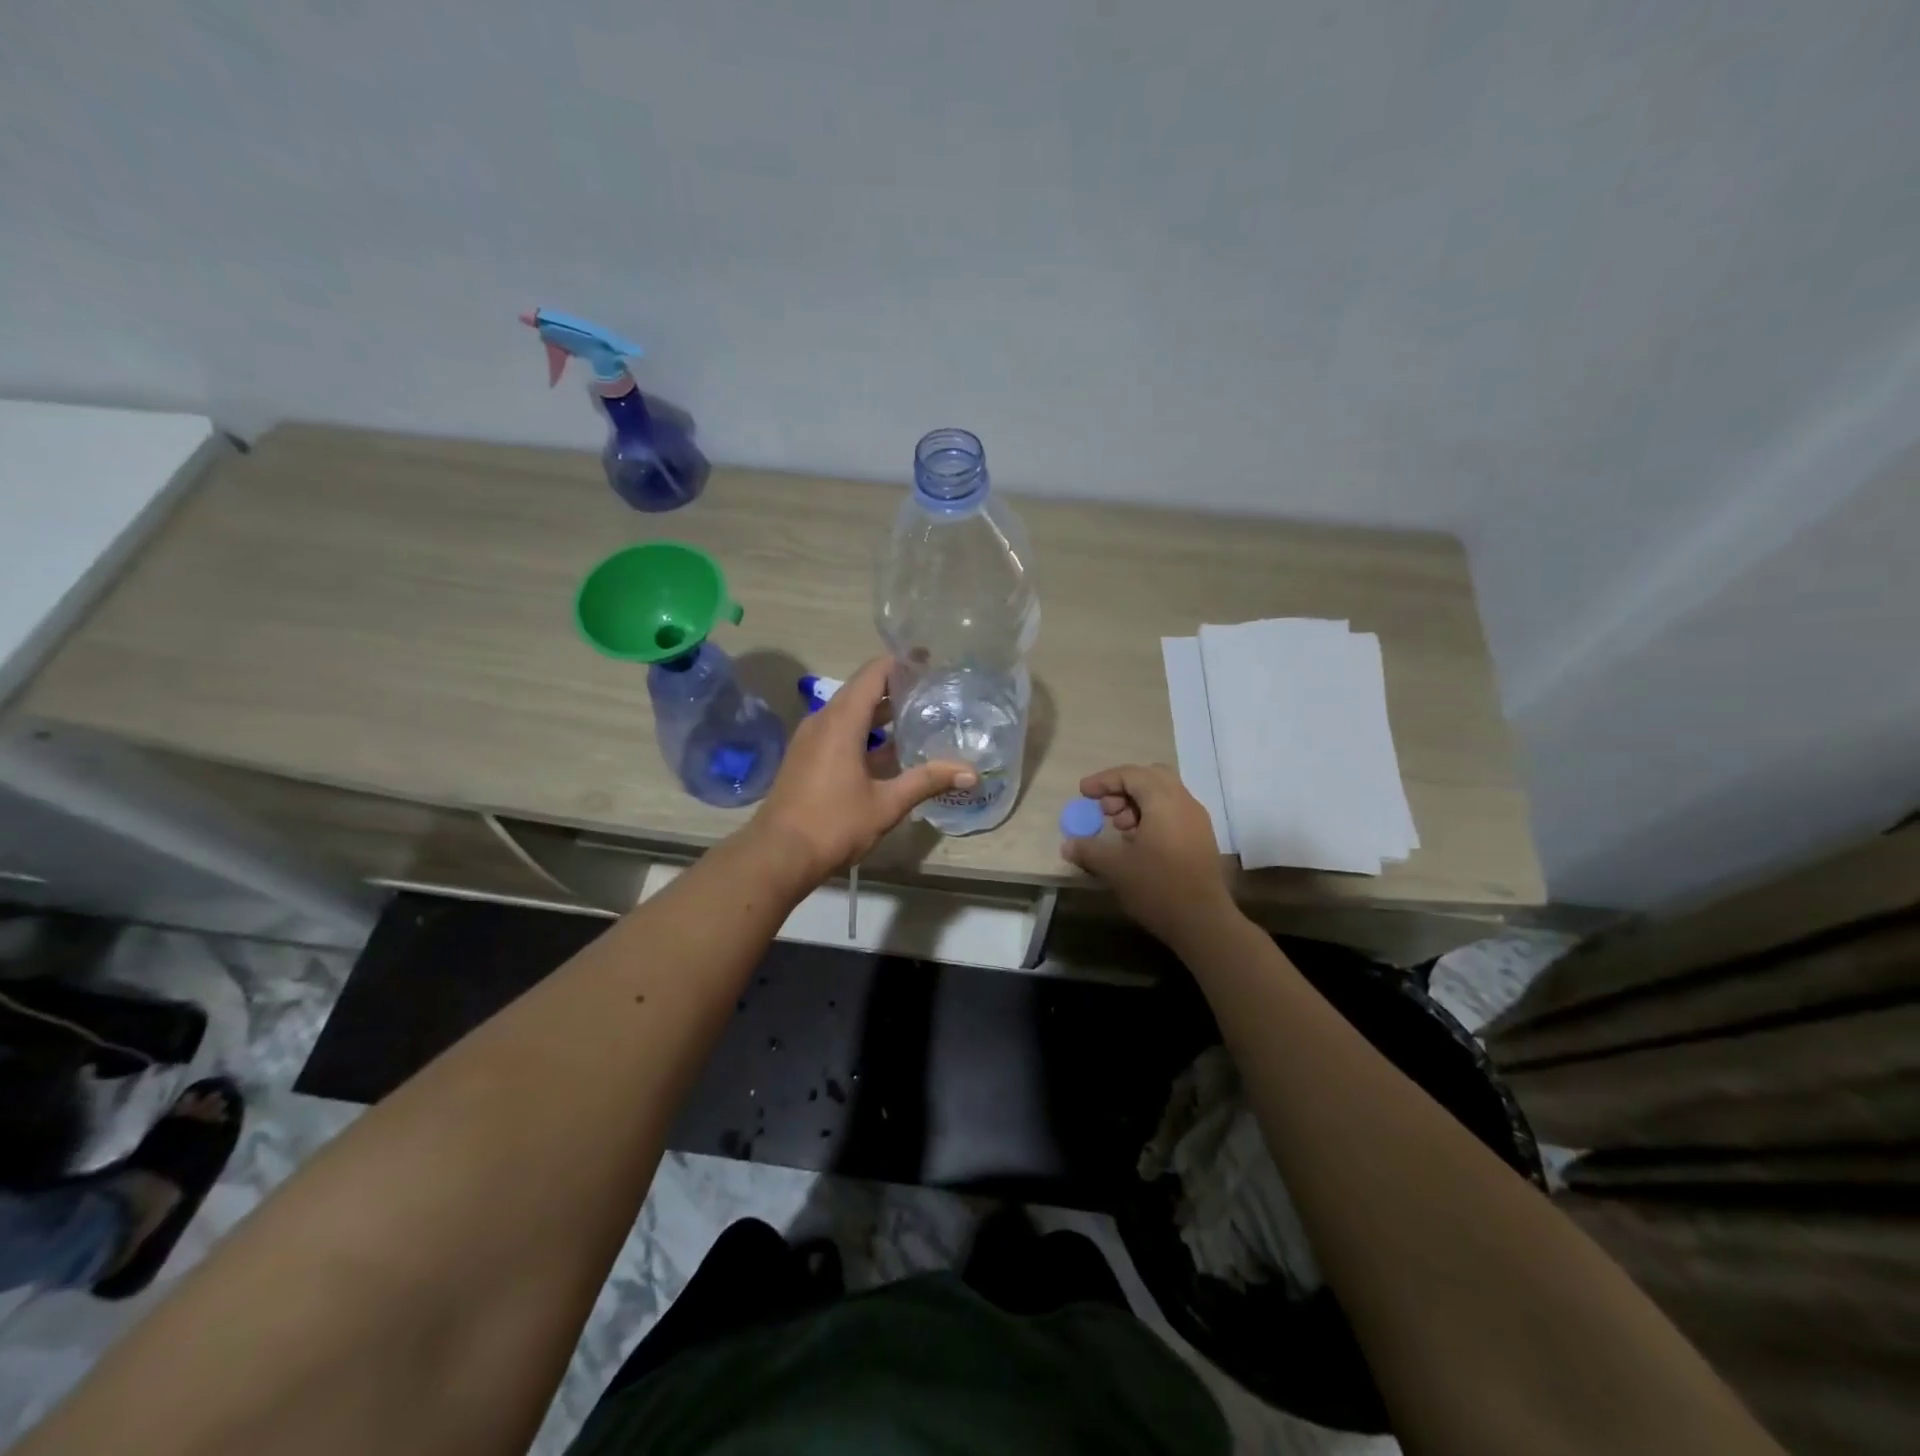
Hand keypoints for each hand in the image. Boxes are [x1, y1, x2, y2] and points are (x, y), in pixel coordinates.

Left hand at [750, 655, 975, 883]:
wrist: (778, 855)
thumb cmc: (833, 824)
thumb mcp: (886, 804)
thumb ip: (927, 781)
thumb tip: (971, 772)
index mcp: (841, 722)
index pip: (873, 674)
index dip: (901, 662)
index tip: (929, 660)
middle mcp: (822, 721)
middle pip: (861, 689)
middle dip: (895, 686)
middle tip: (932, 689)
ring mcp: (810, 739)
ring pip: (849, 711)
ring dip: (879, 711)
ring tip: (916, 716)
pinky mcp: (805, 757)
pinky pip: (838, 730)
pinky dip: (864, 730)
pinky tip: (888, 750)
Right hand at [1060, 763, 1236, 945]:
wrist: (1203, 922)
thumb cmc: (1157, 887)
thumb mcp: (1115, 868)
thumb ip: (1089, 850)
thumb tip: (1067, 845)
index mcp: (1164, 801)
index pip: (1132, 775)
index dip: (1104, 780)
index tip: (1083, 793)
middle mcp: (1184, 803)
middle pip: (1151, 777)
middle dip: (1123, 788)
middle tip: (1105, 810)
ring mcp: (1197, 821)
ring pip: (1164, 795)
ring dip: (1137, 804)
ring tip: (1119, 831)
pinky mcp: (1201, 839)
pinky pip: (1173, 813)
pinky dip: (1152, 817)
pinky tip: (1137, 844)